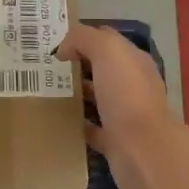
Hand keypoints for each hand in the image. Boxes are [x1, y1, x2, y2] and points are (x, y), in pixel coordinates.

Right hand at [58, 22, 176, 188]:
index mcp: (134, 61)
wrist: (143, 150)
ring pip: (97, 98)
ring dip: (76, 94)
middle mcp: (133, 85)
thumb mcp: (107, 50)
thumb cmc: (126, 94)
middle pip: (101, 69)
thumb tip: (64, 49)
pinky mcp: (115, 141)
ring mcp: (125, 114)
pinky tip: (58, 120)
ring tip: (47, 91)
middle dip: (76, 65)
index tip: (55, 45)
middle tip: (45, 68)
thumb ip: (84, 39)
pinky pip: (92, 128)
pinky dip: (78, 123)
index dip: (82, 38)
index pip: (107, 40)